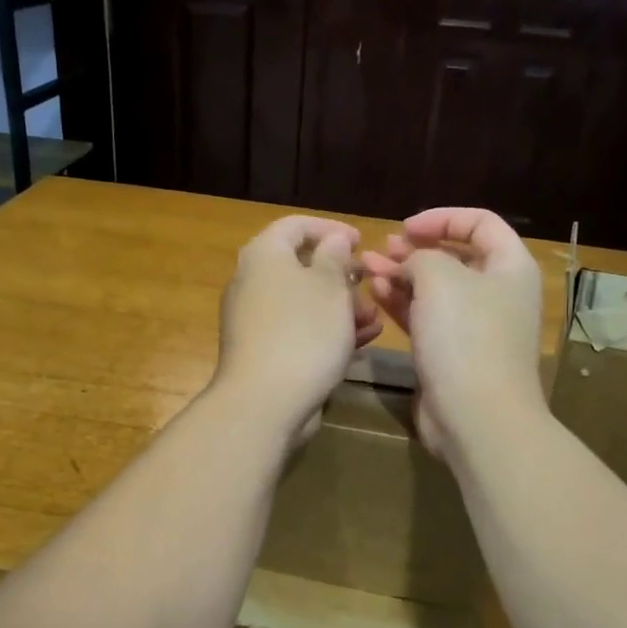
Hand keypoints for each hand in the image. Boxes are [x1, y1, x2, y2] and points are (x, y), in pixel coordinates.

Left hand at [213, 215, 380, 442]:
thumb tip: (333, 241)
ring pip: (304, 302)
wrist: (265, 402)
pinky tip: (361, 342)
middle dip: (341, 276)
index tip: (362, 241)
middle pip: (300, 266)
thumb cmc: (303, 332)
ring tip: (374, 319)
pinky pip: (299, 330)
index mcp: (264, 255)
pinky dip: (328, 331)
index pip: (296, 225)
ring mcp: (256, 320)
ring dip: (341, 307)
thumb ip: (335, 257)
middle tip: (370, 285)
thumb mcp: (330, 286)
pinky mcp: (264, 352)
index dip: (331, 228)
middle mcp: (252, 283)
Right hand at [361, 207, 544, 457]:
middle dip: (415, 250)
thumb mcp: (440, 278)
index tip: (405, 227)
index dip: (442, 218)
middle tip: (382, 249)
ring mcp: (475, 327)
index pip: (481, 223)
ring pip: (435, 291)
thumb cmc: (466, 337)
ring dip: (401, 276)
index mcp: (510, 267)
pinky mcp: (453, 354)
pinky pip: (426, 319)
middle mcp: (497, 294)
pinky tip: (375, 294)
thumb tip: (410, 265)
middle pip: (455, 258)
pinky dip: (403, 304)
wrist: (476, 417)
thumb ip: (421, 257)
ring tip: (366, 268)